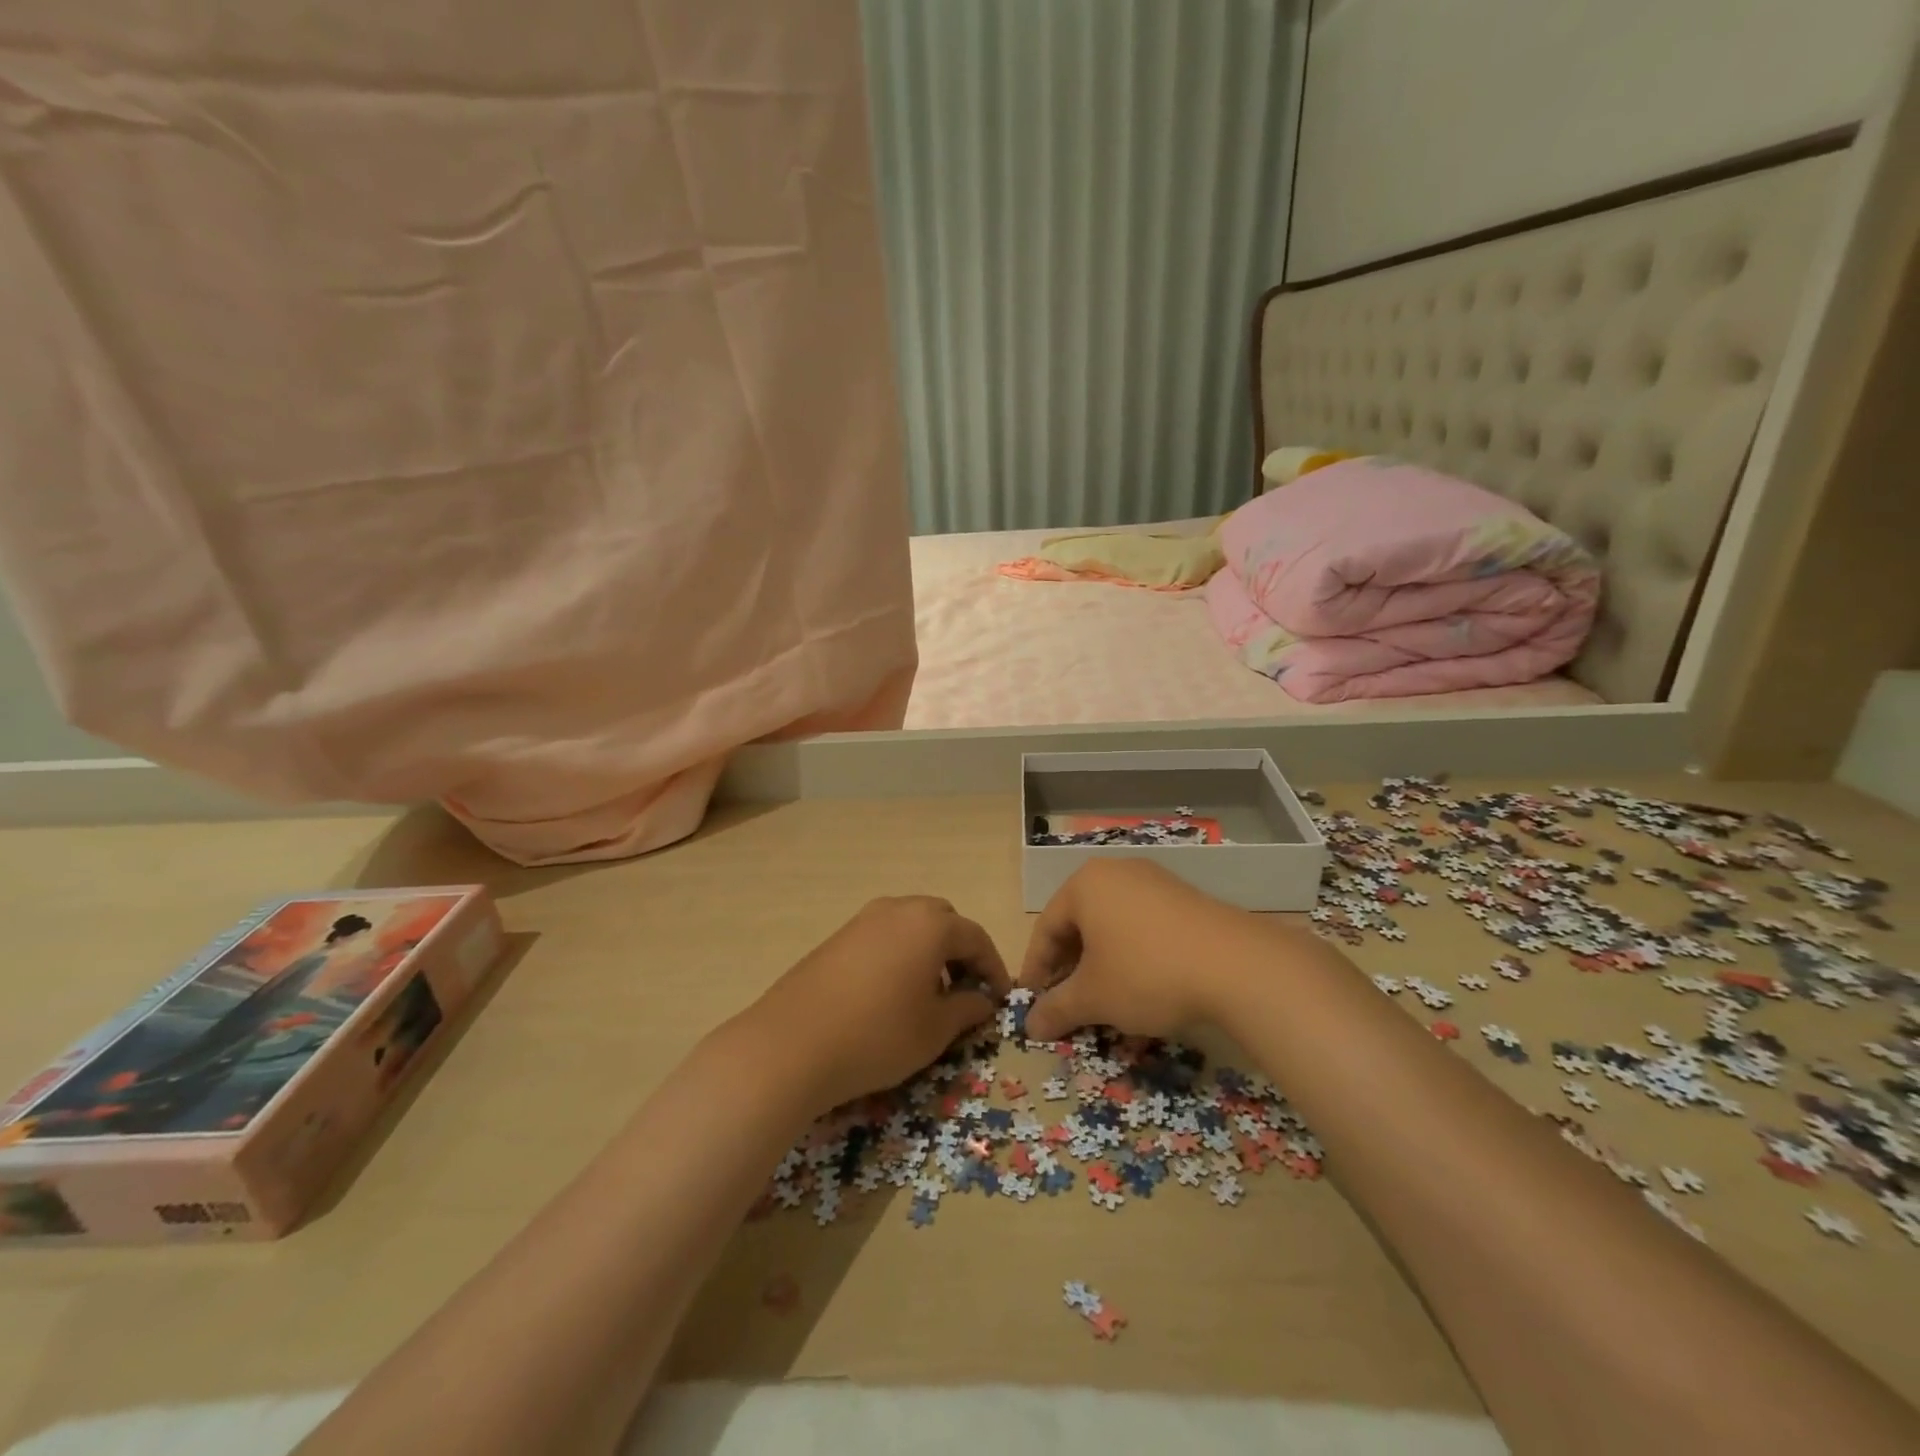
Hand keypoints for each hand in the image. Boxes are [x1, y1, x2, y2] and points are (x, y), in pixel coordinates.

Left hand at [737, 896, 1010, 1114]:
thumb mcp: (934, 1030)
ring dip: (929, 953)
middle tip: (965, 992)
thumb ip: (967, 1009)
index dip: (993, 969)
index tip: (1000, 999)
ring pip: (911, 927)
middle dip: (960, 953)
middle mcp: (898, 909)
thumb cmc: (878, 1035)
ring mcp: (863, 920)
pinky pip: (883, 937)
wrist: (791, 1044)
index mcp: (930, 924)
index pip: (976, 938)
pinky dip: (899, 956)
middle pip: (943, 922)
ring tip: (928, 996)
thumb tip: (982, 1001)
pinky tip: (890, 995)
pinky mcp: (837, 937)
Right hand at [1018, 860, 1244, 1040]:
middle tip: (1067, 1003)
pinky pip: (1143, 926)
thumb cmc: (1147, 973)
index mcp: (1085, 885)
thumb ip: (1056, 1009)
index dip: (1036, 969)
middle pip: (1079, 923)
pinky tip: (1142, 987)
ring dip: (1101, 964)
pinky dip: (1132, 955)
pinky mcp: (1185, 899)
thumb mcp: (1094, 997)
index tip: (1033, 1003)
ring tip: (1104, 999)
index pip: (1046, 928)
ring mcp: (1155, 882)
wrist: (1237, 965)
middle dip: (1070, 967)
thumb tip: (1030, 1025)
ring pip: (1112, 925)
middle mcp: (1117, 873)